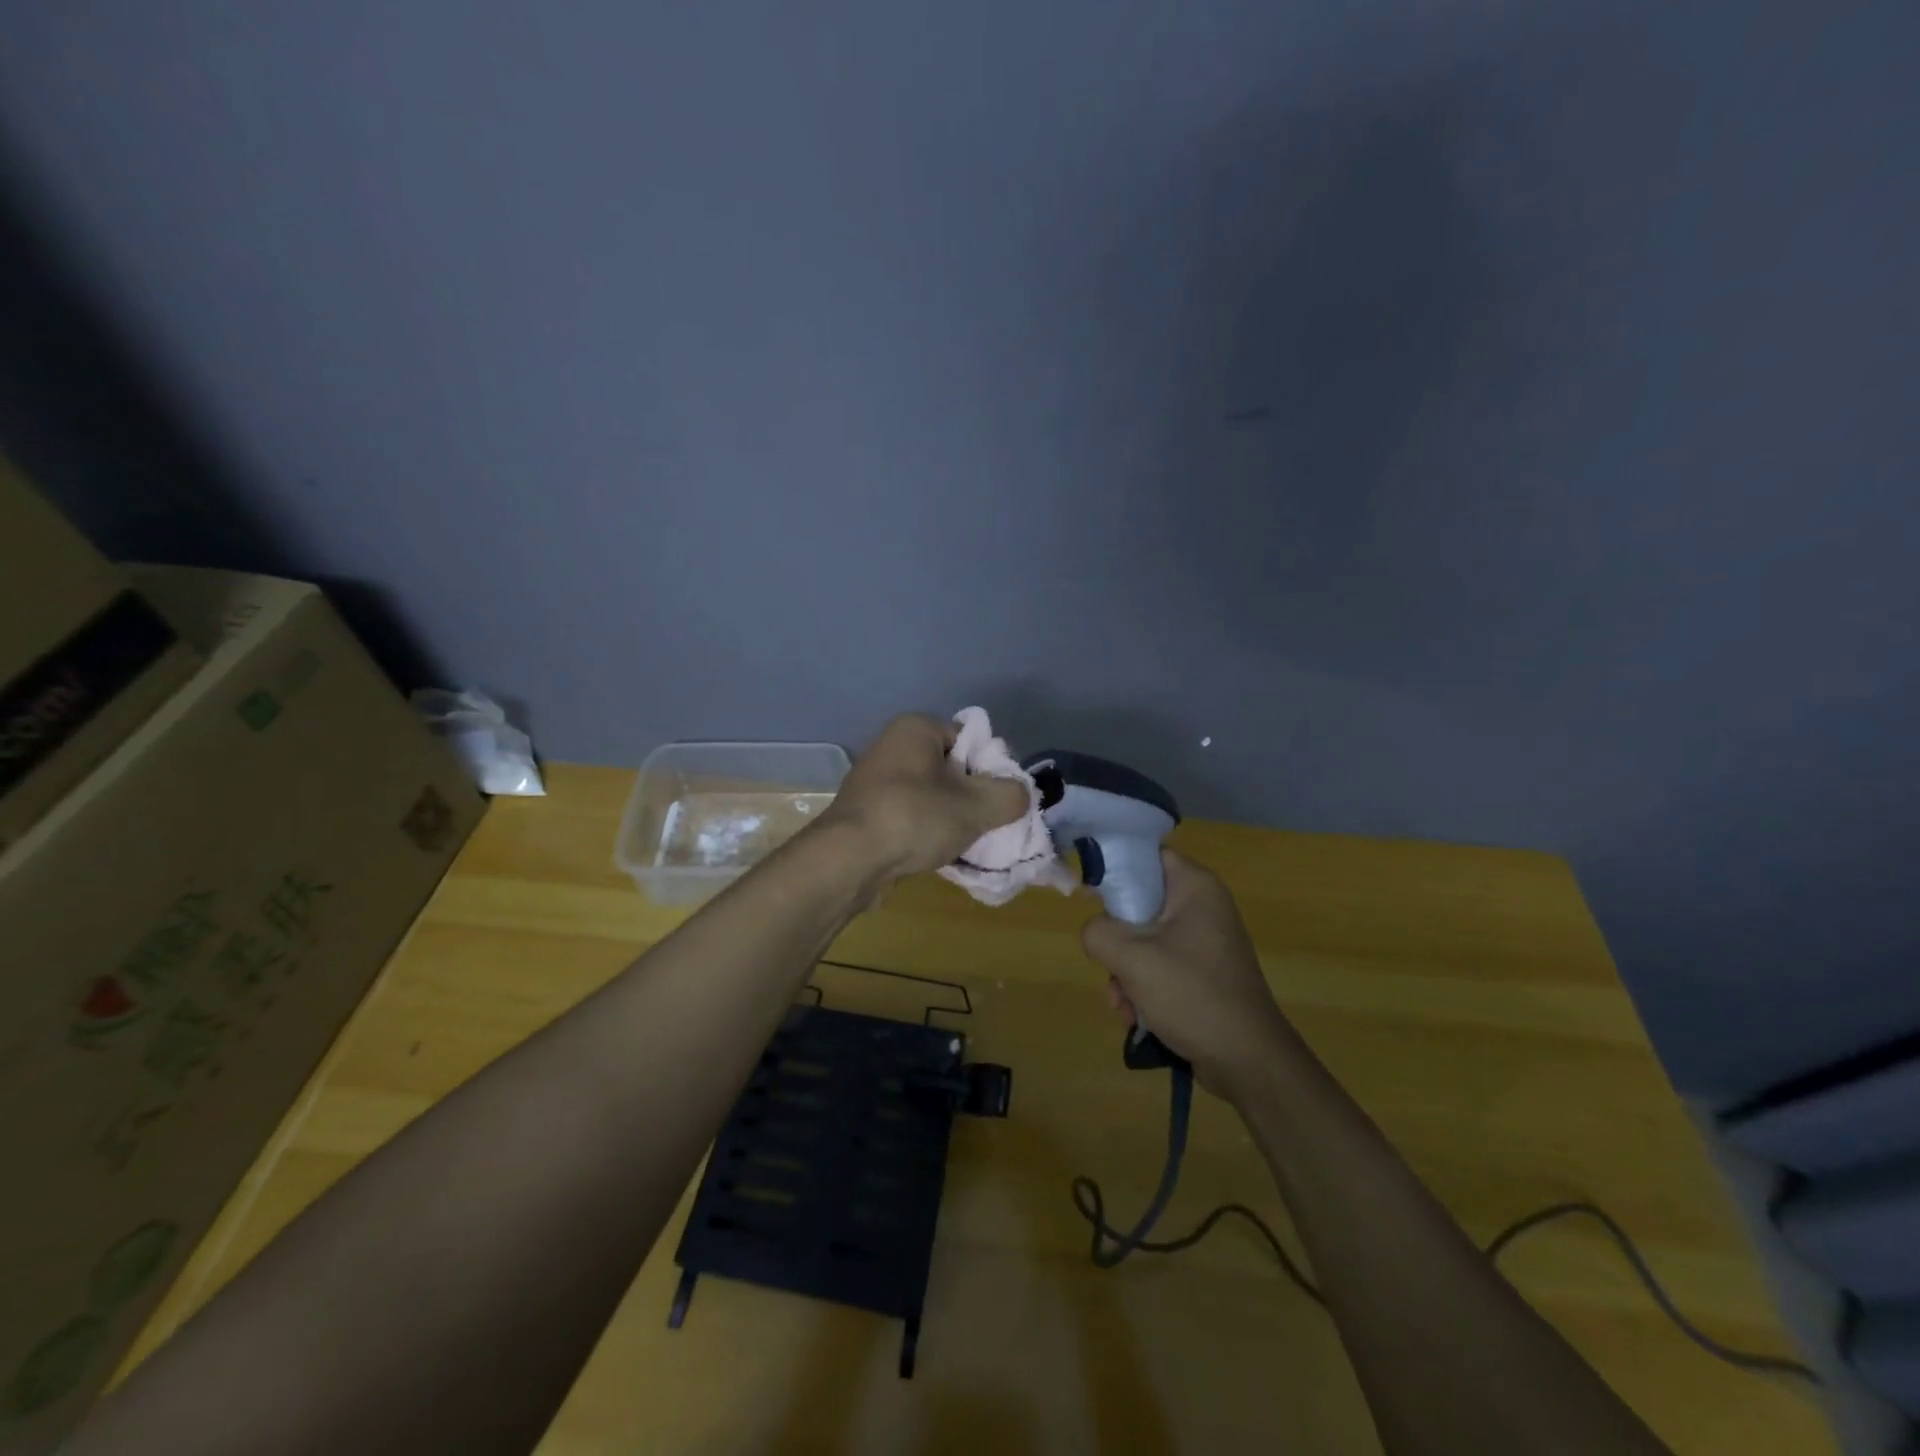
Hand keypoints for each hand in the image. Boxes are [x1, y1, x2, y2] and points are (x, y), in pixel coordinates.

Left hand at [815, 715, 1027, 883]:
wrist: (848, 861)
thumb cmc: (914, 818)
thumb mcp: (977, 806)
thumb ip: (1010, 796)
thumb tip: (1020, 795)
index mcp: (915, 728)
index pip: (969, 740)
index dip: (990, 770)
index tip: (997, 800)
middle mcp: (891, 746)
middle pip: (951, 770)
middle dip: (970, 798)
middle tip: (984, 824)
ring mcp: (874, 781)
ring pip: (931, 796)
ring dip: (949, 819)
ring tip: (961, 843)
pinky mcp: (866, 813)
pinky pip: (910, 817)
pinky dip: (925, 832)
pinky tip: (935, 854)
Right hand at [1082, 849, 1294, 1098]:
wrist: (1247, 1062)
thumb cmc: (1192, 994)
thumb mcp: (1132, 958)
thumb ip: (1098, 932)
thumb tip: (1096, 932)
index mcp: (1194, 887)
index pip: (1146, 856)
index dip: (1115, 869)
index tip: (1091, 897)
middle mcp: (1202, 907)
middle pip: (1139, 903)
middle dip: (1116, 938)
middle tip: (1109, 962)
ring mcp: (1204, 942)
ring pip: (1144, 940)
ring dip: (1124, 971)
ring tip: (1123, 1001)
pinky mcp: (1202, 974)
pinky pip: (1159, 966)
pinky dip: (1142, 987)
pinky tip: (1136, 1015)